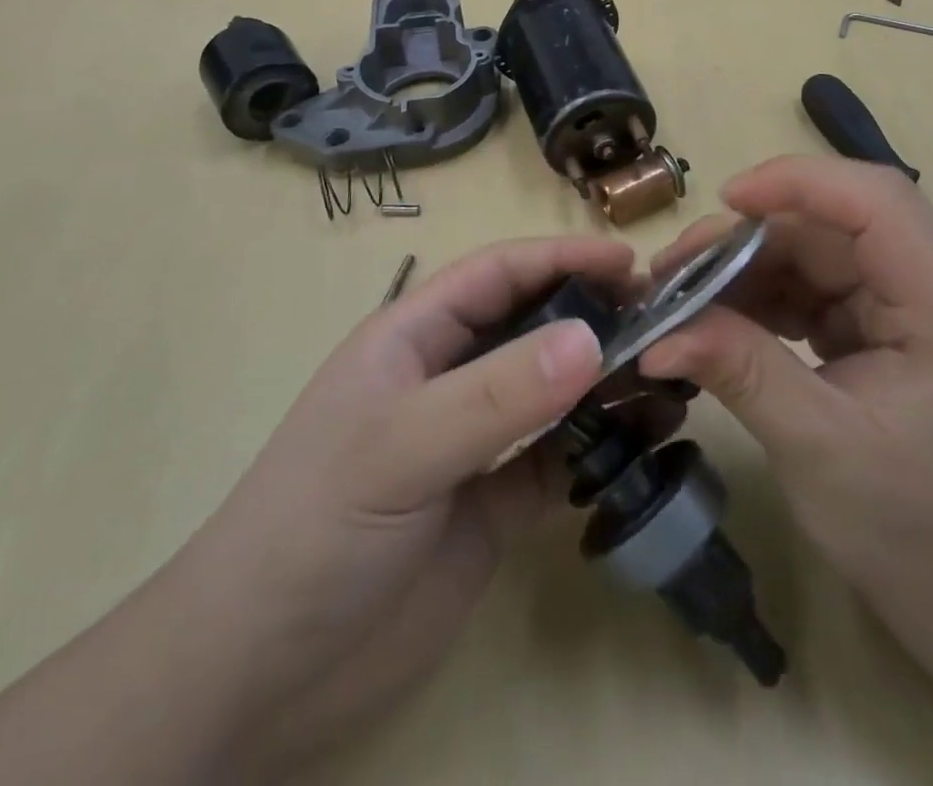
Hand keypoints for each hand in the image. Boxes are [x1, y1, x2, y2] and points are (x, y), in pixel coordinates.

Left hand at [200, 235, 643, 773]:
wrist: (262, 674)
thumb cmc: (316, 528)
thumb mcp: (401, 447)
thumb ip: (496, 394)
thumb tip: (591, 338)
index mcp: (415, 337)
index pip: (497, 274)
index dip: (561, 257)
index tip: (630, 263)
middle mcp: (449, 377)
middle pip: (533, 325)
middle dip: (594, 314)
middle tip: (665, 321)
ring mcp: (475, 440)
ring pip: (553, 391)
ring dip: (605, 382)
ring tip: (670, 380)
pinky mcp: (495, 502)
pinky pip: (560, 458)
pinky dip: (601, 447)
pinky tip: (644, 443)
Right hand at [638, 156, 932, 670]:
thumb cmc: (917, 533)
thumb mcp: (819, 449)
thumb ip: (743, 374)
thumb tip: (658, 335)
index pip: (878, 202)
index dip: (800, 182)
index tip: (726, 200)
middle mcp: (931, 288)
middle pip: (831, 226)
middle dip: (747, 238)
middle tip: (673, 270)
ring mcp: (903, 307)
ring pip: (812, 252)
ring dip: (744, 268)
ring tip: (680, 298)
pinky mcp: (877, 327)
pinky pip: (810, 288)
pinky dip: (759, 297)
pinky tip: (716, 320)